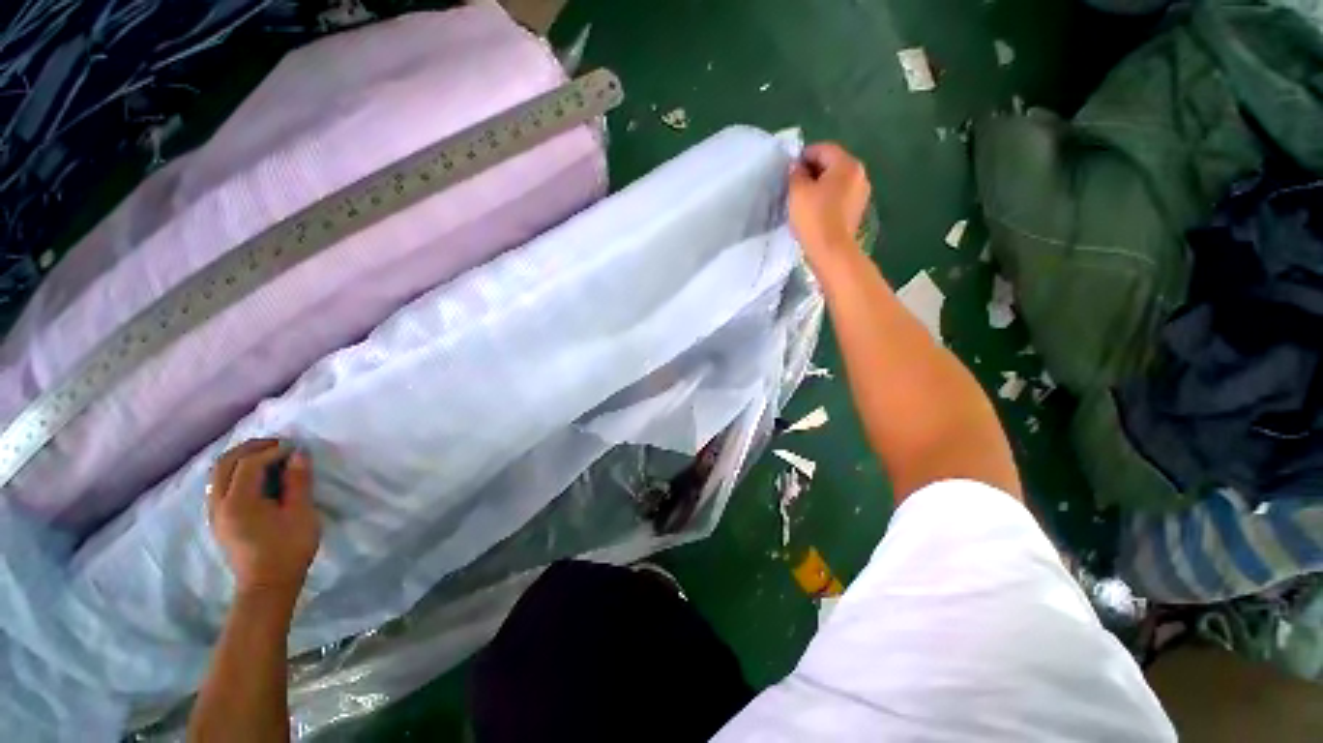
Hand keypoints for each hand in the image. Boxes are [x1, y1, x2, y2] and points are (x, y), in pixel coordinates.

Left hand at [207, 439, 320, 599]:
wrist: (268, 585)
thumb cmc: (289, 548)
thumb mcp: (300, 513)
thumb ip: (298, 481)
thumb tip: (298, 453)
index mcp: (238, 502)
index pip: (249, 464)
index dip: (272, 450)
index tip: (296, 448)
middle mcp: (219, 503)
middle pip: (225, 463)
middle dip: (251, 448)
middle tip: (279, 444)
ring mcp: (215, 512)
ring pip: (218, 473)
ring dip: (241, 458)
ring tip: (267, 455)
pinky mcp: (219, 519)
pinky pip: (219, 485)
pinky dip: (235, 471)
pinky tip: (255, 475)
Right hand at [788, 142, 871, 270]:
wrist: (831, 250)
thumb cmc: (814, 217)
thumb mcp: (797, 192)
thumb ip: (795, 174)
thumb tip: (796, 167)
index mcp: (846, 164)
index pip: (823, 149)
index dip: (803, 156)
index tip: (789, 169)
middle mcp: (859, 174)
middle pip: (832, 164)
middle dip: (812, 171)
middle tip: (793, 184)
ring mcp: (861, 193)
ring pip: (836, 182)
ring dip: (819, 186)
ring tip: (802, 199)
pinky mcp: (856, 211)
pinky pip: (839, 197)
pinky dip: (827, 199)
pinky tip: (814, 211)